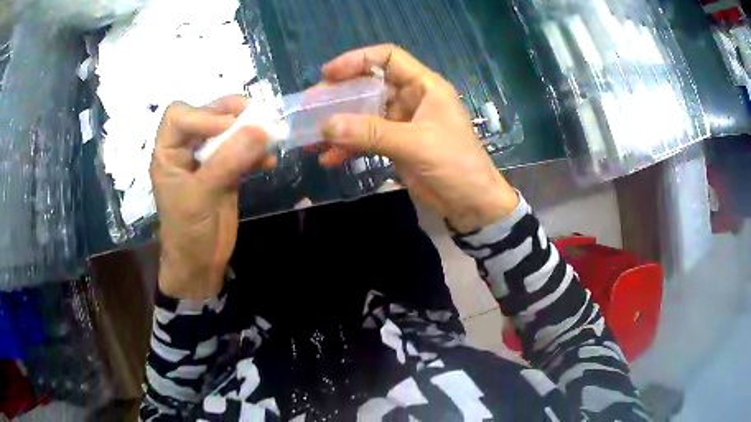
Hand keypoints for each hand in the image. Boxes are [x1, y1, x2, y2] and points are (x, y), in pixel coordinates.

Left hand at [150, 96, 274, 299]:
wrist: (200, 264)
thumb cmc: (188, 231)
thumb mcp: (202, 195)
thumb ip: (228, 161)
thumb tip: (261, 129)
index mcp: (168, 152)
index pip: (179, 115)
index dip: (203, 114)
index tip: (229, 127)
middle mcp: (186, 150)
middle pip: (207, 116)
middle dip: (232, 114)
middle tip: (258, 116)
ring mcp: (208, 160)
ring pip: (228, 132)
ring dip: (250, 131)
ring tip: (270, 135)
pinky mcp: (226, 172)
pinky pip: (243, 153)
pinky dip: (257, 154)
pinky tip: (269, 163)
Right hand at [320, 44, 518, 232]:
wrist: (472, 204)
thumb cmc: (455, 165)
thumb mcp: (415, 144)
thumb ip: (371, 133)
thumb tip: (327, 126)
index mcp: (424, 86)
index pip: (388, 58)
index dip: (357, 60)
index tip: (328, 74)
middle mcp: (412, 99)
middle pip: (370, 86)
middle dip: (340, 95)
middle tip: (311, 107)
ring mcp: (402, 123)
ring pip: (364, 114)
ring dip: (340, 124)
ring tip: (312, 137)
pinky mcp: (396, 145)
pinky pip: (367, 139)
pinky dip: (349, 147)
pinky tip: (329, 158)